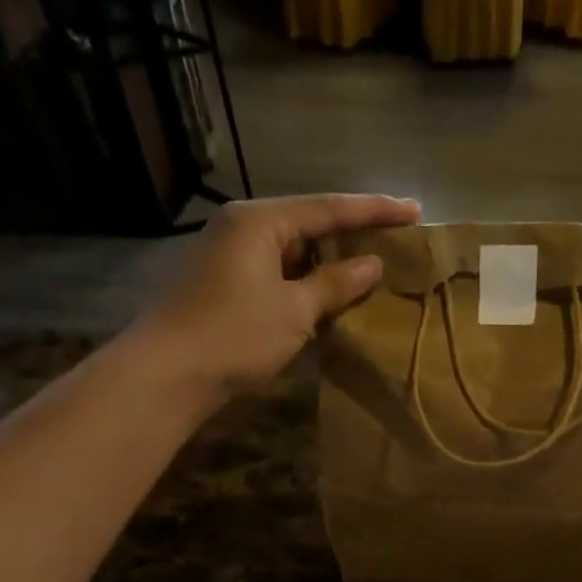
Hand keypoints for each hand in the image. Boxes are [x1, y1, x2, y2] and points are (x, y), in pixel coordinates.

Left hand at [135, 193, 421, 402]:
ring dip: (328, 260)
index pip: (328, 208)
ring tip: (369, 266)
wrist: (167, 374)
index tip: (414, 210)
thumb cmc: (235, 335)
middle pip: (307, 222)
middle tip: (394, 237)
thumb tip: (372, 264)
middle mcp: (241, 226)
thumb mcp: (295, 309)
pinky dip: (305, 280)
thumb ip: (336, 283)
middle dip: (351, 232)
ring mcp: (228, 254)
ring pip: (291, 249)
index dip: (375, 210)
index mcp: (260, 220)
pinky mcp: (222, 283)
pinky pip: (276, 271)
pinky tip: (327, 293)